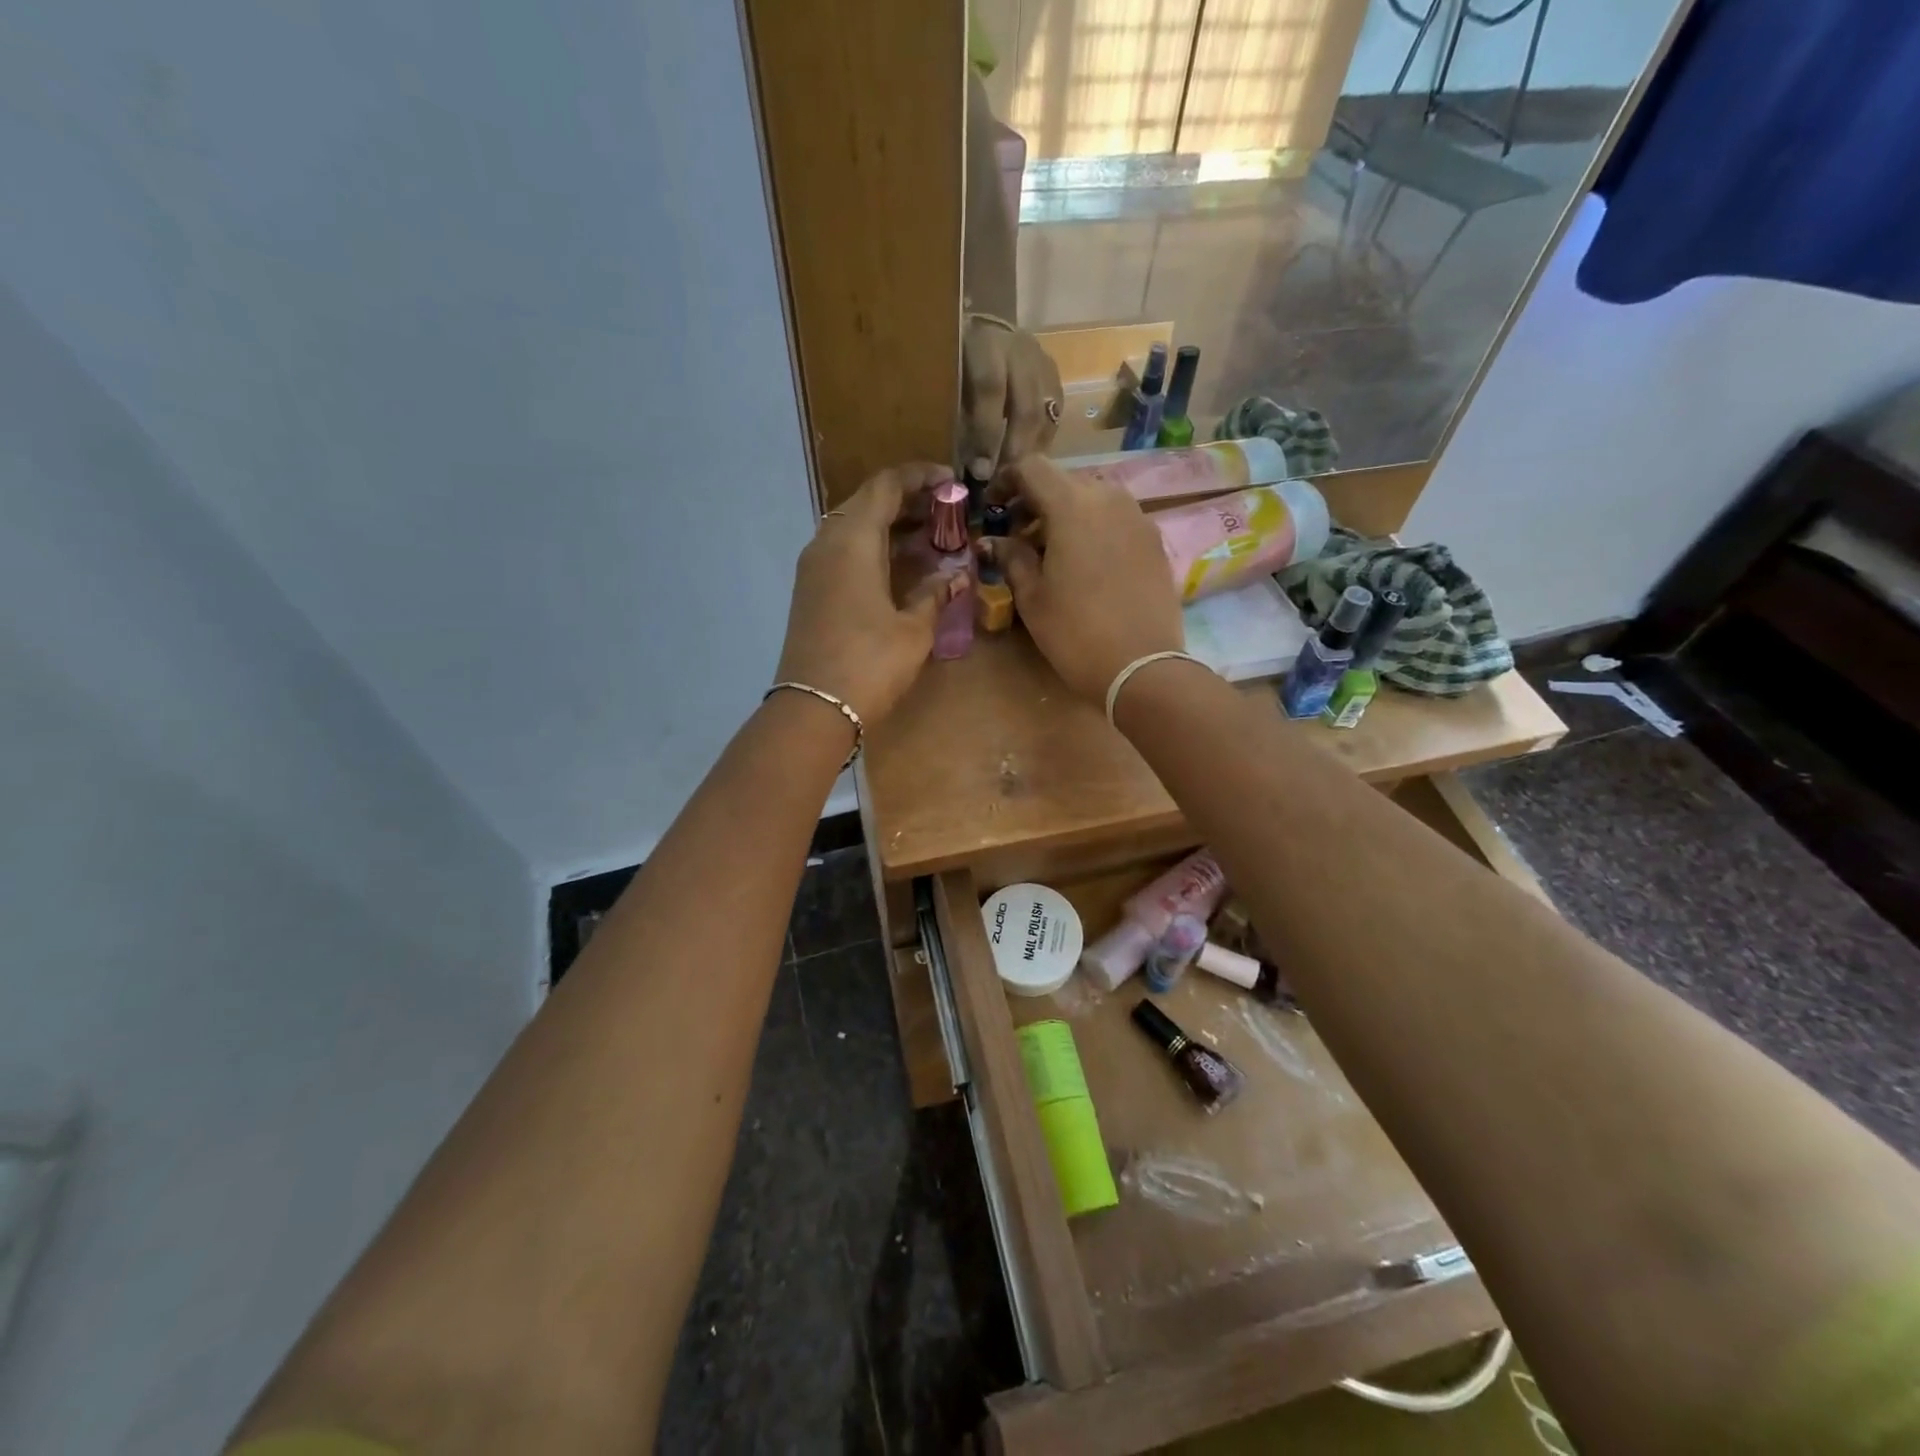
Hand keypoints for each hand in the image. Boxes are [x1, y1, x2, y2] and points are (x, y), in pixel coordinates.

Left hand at [775, 464, 965, 726]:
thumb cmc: (870, 663)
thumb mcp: (914, 629)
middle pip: (868, 502)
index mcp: (853, 540)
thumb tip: (956, 576)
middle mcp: (827, 542)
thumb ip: (935, 594)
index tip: (953, 483)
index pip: (886, 485)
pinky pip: (844, 552)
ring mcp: (814, 567)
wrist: (814, 708)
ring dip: (891, 526)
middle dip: (909, 502)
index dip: (921, 477)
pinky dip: (874, 549)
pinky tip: (901, 568)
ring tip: (931, 539)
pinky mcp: (811, 590)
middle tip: (947, 514)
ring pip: (854, 528)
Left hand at [961, 317, 1062, 477]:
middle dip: (1014, 449)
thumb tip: (959, 468)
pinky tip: (1030, 459)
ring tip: (1016, 475)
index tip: (980, 471)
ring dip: (1031, 449)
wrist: (981, 328)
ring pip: (1045, 414)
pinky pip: (1054, 414)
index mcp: (984, 343)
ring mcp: (1041, 361)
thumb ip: (954, 416)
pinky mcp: (1054, 375)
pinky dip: (1042, 440)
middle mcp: (1019, 349)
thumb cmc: (954, 362)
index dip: (986, 433)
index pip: (990, 390)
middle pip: (1026, 407)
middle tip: (1003, 480)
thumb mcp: (944, 380)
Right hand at [984, 458, 1183, 701]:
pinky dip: (1094, 529)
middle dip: (1037, 500)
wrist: (1142, 666)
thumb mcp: (1032, 597)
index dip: (1007, 481)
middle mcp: (1109, 499)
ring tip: (1053, 551)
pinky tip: (1086, 565)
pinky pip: (1117, 519)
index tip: (994, 507)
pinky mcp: (1155, 541)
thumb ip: (1011, 558)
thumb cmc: (1075, 632)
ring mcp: (1138, 518)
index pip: (1032, 468)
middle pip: (1064, 481)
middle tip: (1019, 535)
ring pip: (1094, 498)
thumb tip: (994, 542)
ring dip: (1067, 514)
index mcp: (1072, 506)